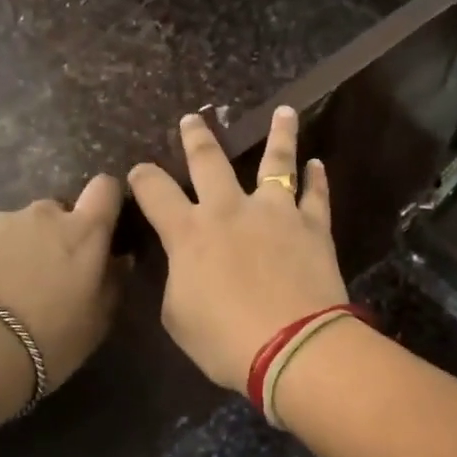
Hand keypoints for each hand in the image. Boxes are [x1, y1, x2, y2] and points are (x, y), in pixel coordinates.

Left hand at [0, 174, 124, 400]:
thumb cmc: (48, 340)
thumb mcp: (96, 323)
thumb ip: (111, 284)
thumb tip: (117, 261)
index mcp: (83, 233)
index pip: (104, 190)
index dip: (104, 201)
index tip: (100, 225)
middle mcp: (42, 215)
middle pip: (55, 212)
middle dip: (53, 236)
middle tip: (43, 277)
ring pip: (13, 227)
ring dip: (14, 249)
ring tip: (0, 293)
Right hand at [128, 107, 347, 392]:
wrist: (293, 345)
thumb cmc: (226, 339)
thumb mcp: (179, 316)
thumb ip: (178, 279)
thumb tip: (184, 264)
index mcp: (189, 232)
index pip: (155, 193)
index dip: (143, 178)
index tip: (139, 170)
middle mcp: (229, 210)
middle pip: (209, 161)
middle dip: (197, 138)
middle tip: (192, 119)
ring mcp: (275, 213)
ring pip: (276, 162)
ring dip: (279, 134)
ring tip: (284, 111)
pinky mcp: (312, 226)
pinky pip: (315, 195)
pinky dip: (316, 179)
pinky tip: (318, 164)